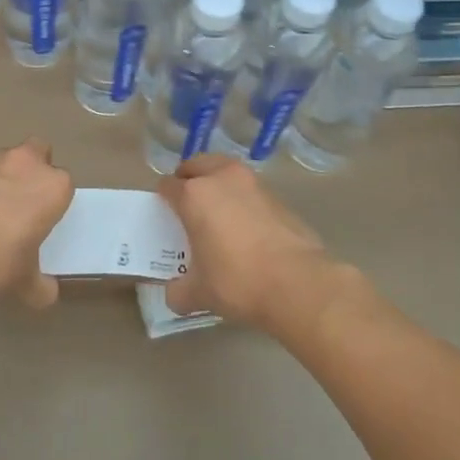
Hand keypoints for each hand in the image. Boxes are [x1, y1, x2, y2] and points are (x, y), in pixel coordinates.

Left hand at [0, 139, 73, 308]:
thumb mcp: (25, 282)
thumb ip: (40, 284)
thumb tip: (46, 293)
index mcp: (53, 186)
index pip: (63, 185)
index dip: (52, 202)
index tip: (43, 221)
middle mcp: (26, 163)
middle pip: (37, 154)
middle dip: (31, 172)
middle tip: (22, 204)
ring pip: (4, 161)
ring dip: (1, 178)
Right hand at [158, 155, 336, 330]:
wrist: (297, 283)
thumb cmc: (237, 281)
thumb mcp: (198, 293)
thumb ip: (178, 290)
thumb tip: (175, 292)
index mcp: (194, 194)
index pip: (168, 185)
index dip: (163, 199)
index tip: (165, 216)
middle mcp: (222, 178)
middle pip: (196, 165)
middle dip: (189, 180)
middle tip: (188, 206)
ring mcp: (253, 183)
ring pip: (225, 172)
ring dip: (217, 184)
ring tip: (217, 213)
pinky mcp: (277, 196)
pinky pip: (248, 190)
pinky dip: (241, 199)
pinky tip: (244, 227)